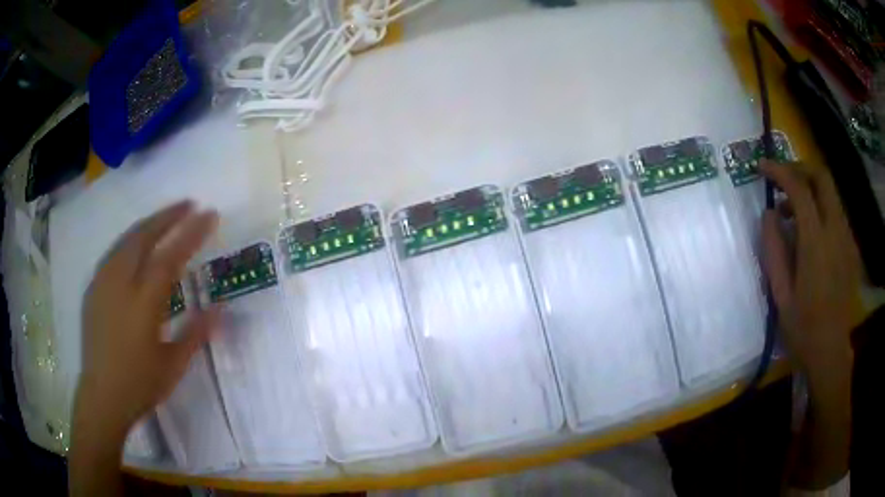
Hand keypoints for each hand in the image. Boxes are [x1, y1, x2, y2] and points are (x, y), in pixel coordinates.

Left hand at [76, 201, 219, 434]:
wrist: (102, 396)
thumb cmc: (140, 384)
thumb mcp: (174, 364)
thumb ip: (196, 332)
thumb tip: (221, 308)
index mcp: (144, 303)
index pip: (171, 256)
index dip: (192, 233)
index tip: (210, 214)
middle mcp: (121, 283)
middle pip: (145, 235)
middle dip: (168, 216)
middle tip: (189, 204)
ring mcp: (103, 282)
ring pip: (127, 239)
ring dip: (149, 223)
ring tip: (165, 218)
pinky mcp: (93, 288)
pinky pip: (114, 253)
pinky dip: (130, 240)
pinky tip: (136, 245)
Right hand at [761, 161, 858, 489]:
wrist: (831, 352)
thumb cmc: (803, 328)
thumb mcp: (780, 293)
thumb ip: (773, 249)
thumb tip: (769, 214)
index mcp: (816, 243)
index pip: (799, 189)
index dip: (780, 171)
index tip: (763, 168)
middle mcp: (836, 231)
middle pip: (822, 178)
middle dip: (800, 169)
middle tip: (783, 179)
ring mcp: (847, 238)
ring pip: (831, 193)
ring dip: (811, 191)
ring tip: (793, 214)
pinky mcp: (851, 247)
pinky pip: (836, 213)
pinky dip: (821, 209)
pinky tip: (812, 234)